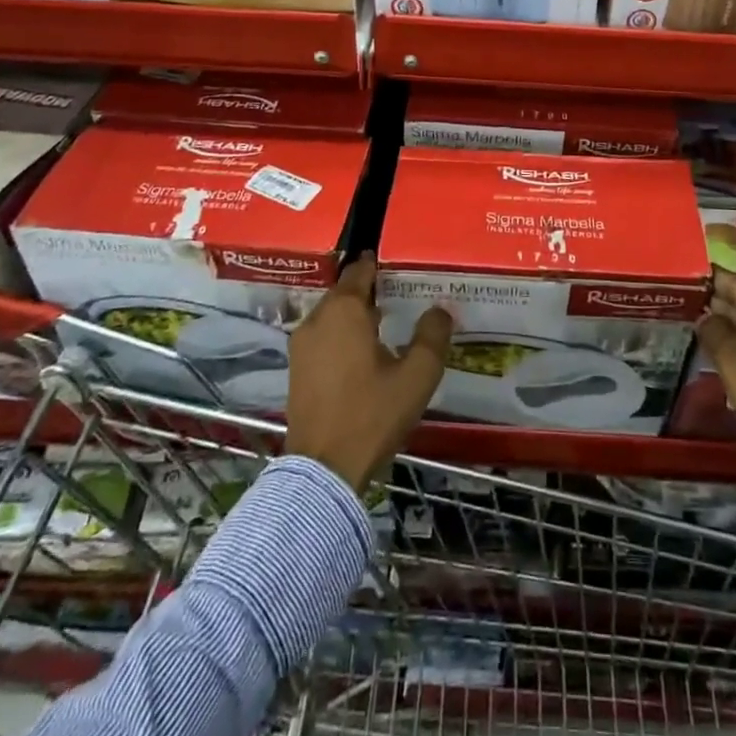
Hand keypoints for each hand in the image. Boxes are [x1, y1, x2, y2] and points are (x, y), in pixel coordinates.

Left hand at [285, 254, 452, 491]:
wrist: (324, 470)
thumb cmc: (372, 414)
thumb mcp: (416, 376)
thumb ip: (432, 337)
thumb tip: (440, 310)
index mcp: (344, 310)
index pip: (359, 270)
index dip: (377, 265)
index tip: (396, 265)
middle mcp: (317, 319)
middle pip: (344, 292)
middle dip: (368, 291)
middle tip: (397, 296)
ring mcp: (301, 345)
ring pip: (331, 315)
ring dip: (353, 315)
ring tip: (383, 324)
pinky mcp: (295, 369)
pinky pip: (322, 337)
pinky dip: (340, 336)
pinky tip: (362, 353)